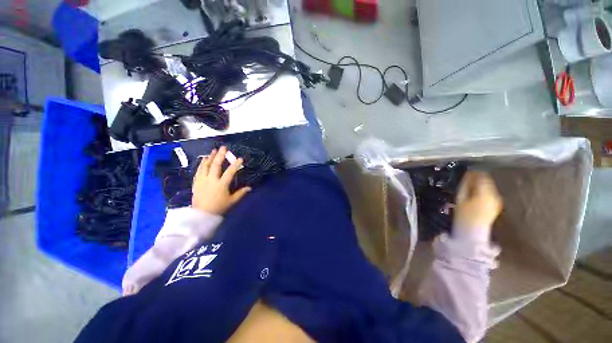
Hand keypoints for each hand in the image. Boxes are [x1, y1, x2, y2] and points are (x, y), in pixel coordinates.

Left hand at [192, 146, 251, 214]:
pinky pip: (198, 170)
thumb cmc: (218, 208)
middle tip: (224, 148)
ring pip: (205, 166)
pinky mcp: (196, 182)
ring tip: (213, 150)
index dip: (235, 164)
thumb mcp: (231, 201)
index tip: (240, 158)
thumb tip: (249, 187)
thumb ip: (240, 193)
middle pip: (216, 165)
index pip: (230, 172)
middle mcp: (211, 180)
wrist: (201, 215)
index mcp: (221, 184)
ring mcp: (202, 180)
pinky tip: (204, 160)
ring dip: (210, 157)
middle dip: (220, 155)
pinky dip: (202, 164)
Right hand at [453, 171, 502, 239]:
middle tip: (466, 180)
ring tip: (469, 187)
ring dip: (480, 184)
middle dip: (477, 178)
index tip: (465, 173)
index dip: (473, 173)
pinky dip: (483, 190)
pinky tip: (475, 195)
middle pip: (487, 180)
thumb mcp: (460, 199)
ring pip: (489, 186)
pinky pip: (490, 192)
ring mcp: (497, 200)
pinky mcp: (497, 204)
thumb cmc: (463, 216)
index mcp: (485, 193)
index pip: (481, 176)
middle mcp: (494, 195)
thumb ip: (464, 186)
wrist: (473, 232)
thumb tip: (467, 176)